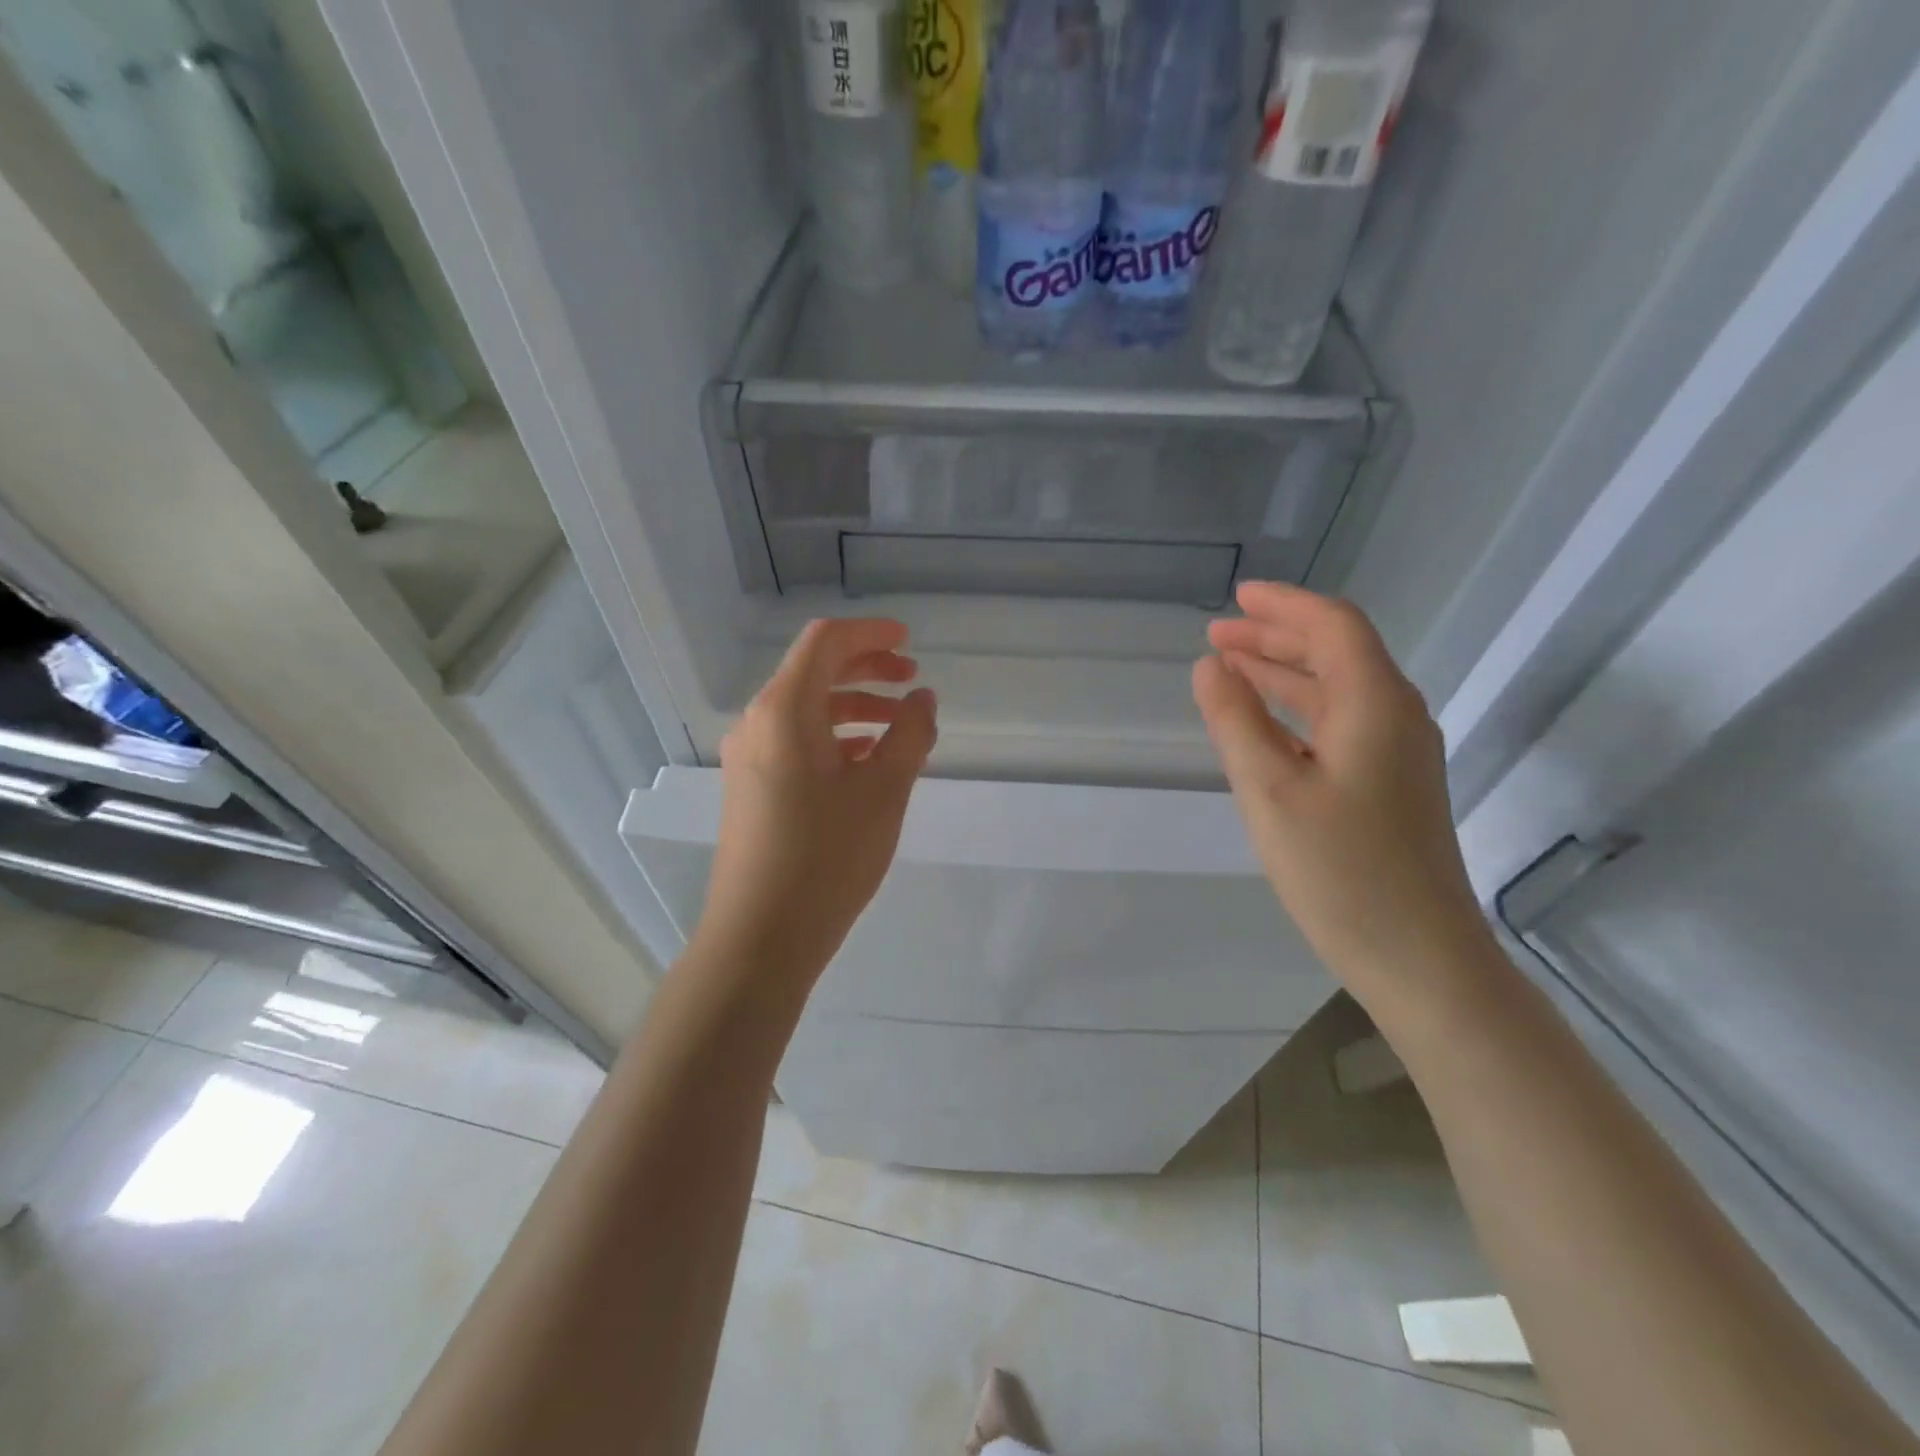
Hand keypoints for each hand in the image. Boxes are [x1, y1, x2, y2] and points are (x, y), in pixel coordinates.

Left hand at [698, 619, 937, 985]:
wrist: (760, 937)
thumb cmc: (827, 857)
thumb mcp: (884, 791)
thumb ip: (910, 735)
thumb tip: (922, 699)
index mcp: (784, 710)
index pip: (825, 643)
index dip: (870, 633)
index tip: (909, 642)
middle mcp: (757, 723)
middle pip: (813, 672)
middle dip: (866, 669)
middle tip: (912, 682)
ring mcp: (748, 757)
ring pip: (805, 710)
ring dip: (853, 706)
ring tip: (899, 725)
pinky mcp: (750, 788)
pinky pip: (794, 742)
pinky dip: (833, 737)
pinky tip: (866, 760)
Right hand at [1193, 582, 1490, 991]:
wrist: (1420, 957)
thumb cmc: (1341, 872)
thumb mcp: (1270, 791)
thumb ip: (1236, 721)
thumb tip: (1209, 667)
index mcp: (1375, 704)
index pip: (1333, 627)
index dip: (1283, 605)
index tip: (1236, 599)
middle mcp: (1396, 716)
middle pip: (1337, 653)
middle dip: (1276, 637)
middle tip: (1217, 636)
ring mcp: (1398, 754)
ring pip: (1338, 690)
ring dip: (1284, 673)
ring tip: (1229, 668)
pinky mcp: (1391, 786)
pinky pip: (1340, 725)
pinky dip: (1297, 711)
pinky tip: (1265, 725)